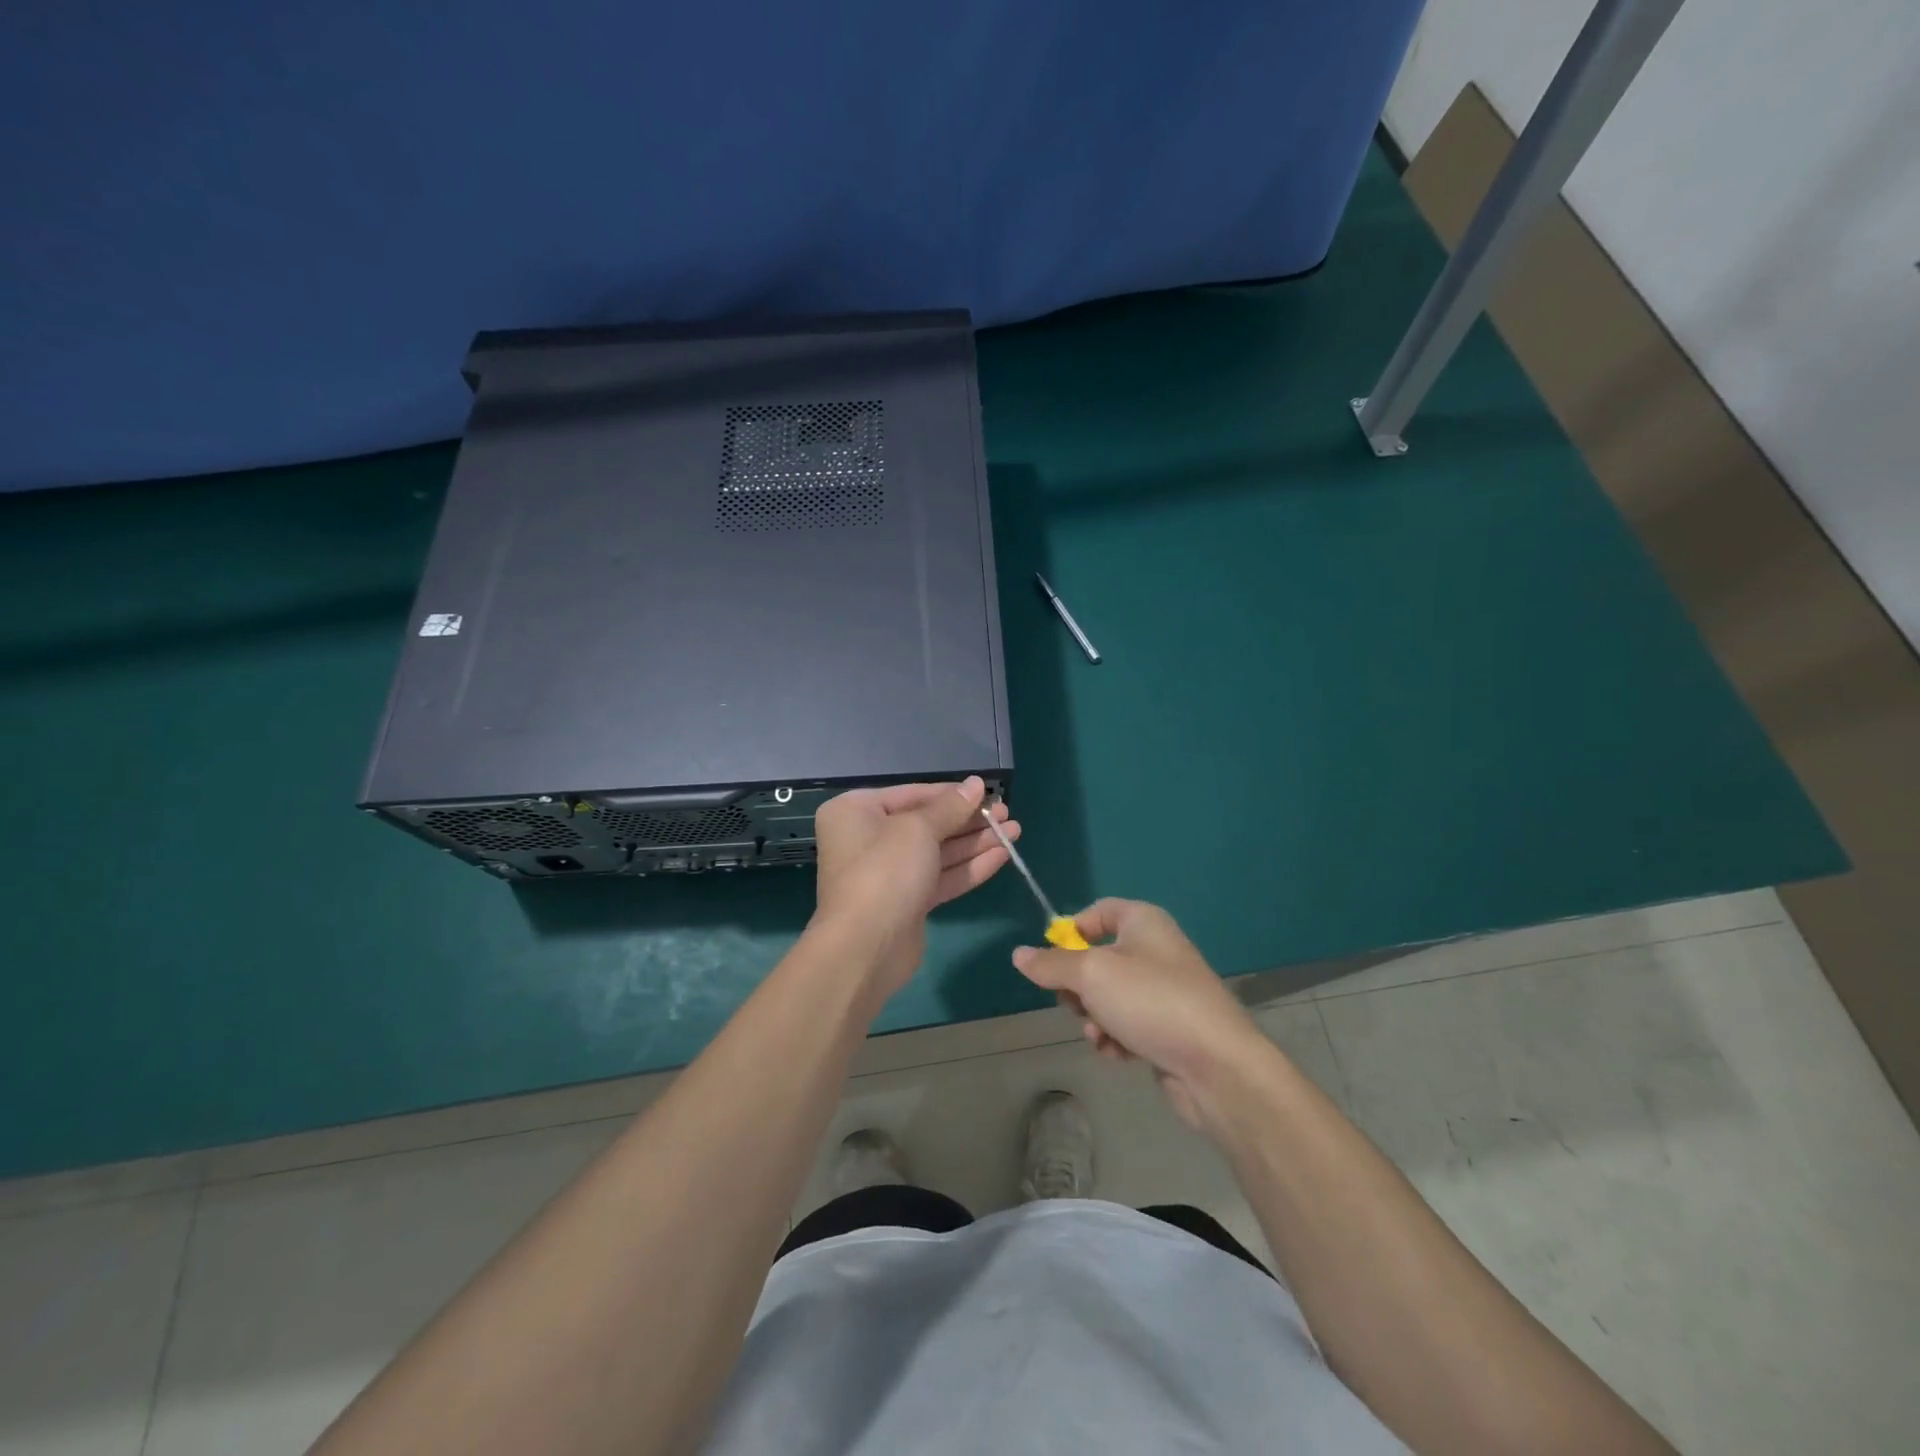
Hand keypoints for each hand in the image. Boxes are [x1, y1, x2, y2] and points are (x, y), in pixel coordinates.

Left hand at [812, 777, 1017, 1005]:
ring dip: (975, 843)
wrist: (865, 948)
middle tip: (1007, 815)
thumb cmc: (885, 872)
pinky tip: (1002, 857)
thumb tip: (975, 783)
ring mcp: (888, 874)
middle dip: (969, 821)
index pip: (913, 794)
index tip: (988, 792)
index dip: (953, 794)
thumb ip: (950, 806)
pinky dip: (968, 868)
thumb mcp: (919, 829)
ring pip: (937, 852)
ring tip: (1014, 832)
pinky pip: (940, 878)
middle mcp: (868, 839)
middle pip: (927, 824)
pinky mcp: (906, 903)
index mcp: (857, 812)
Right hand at [1012, 899, 1273, 1130]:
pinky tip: (1119, 1054)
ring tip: (1102, 1036)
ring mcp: (1164, 990)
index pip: (1097, 912)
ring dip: (1095, 1018)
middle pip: (1096, 959)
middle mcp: (1155, 950)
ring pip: (1108, 997)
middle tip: (1078, 1004)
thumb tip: (1019, 955)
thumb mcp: (1091, 975)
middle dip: (1079, 987)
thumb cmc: (1151, 1001)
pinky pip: (1127, 1025)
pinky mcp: (1168, 1027)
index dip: (1071, 931)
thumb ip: (1051, 964)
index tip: (1052, 959)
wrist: (1217, 1066)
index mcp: (1143, 922)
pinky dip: (1117, 1038)